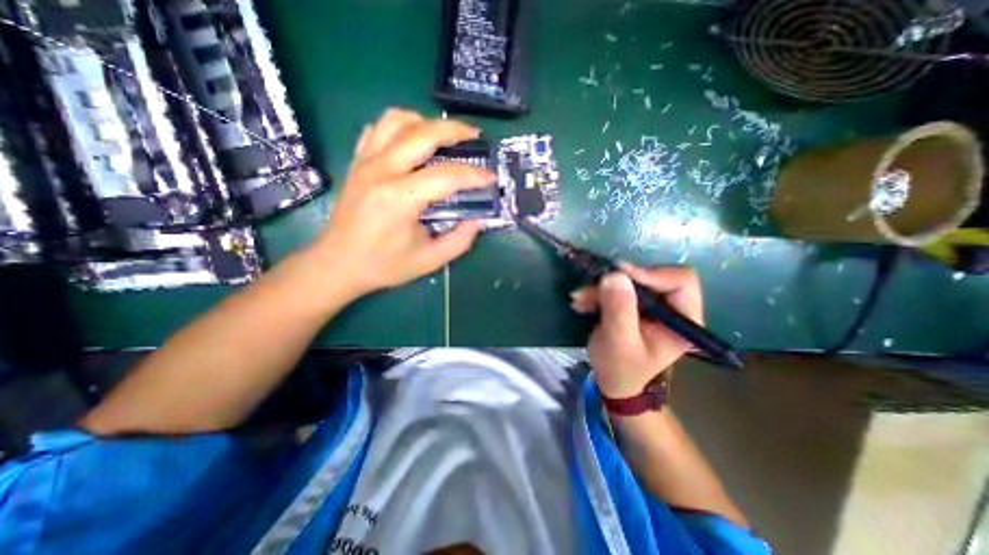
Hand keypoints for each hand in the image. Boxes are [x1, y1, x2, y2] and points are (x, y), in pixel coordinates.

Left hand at [308, 108, 493, 298]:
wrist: (337, 263)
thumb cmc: (384, 265)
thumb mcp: (429, 260)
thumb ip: (459, 240)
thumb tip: (478, 219)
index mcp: (400, 199)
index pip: (446, 176)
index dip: (474, 175)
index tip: (491, 177)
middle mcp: (381, 171)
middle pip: (422, 133)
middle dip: (454, 130)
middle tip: (474, 136)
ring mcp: (365, 162)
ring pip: (396, 120)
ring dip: (425, 122)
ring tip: (444, 135)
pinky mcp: (357, 162)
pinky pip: (377, 129)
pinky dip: (400, 126)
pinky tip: (412, 140)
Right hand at [573, 264, 702, 398]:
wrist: (613, 380)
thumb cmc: (621, 368)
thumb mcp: (619, 342)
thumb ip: (619, 309)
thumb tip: (615, 274)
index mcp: (683, 319)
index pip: (680, 280)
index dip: (651, 273)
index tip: (619, 275)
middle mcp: (672, 306)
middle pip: (651, 275)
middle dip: (617, 281)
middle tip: (590, 289)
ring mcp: (652, 303)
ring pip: (629, 279)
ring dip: (601, 287)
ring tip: (579, 299)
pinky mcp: (634, 302)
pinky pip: (616, 286)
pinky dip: (597, 292)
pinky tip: (582, 303)